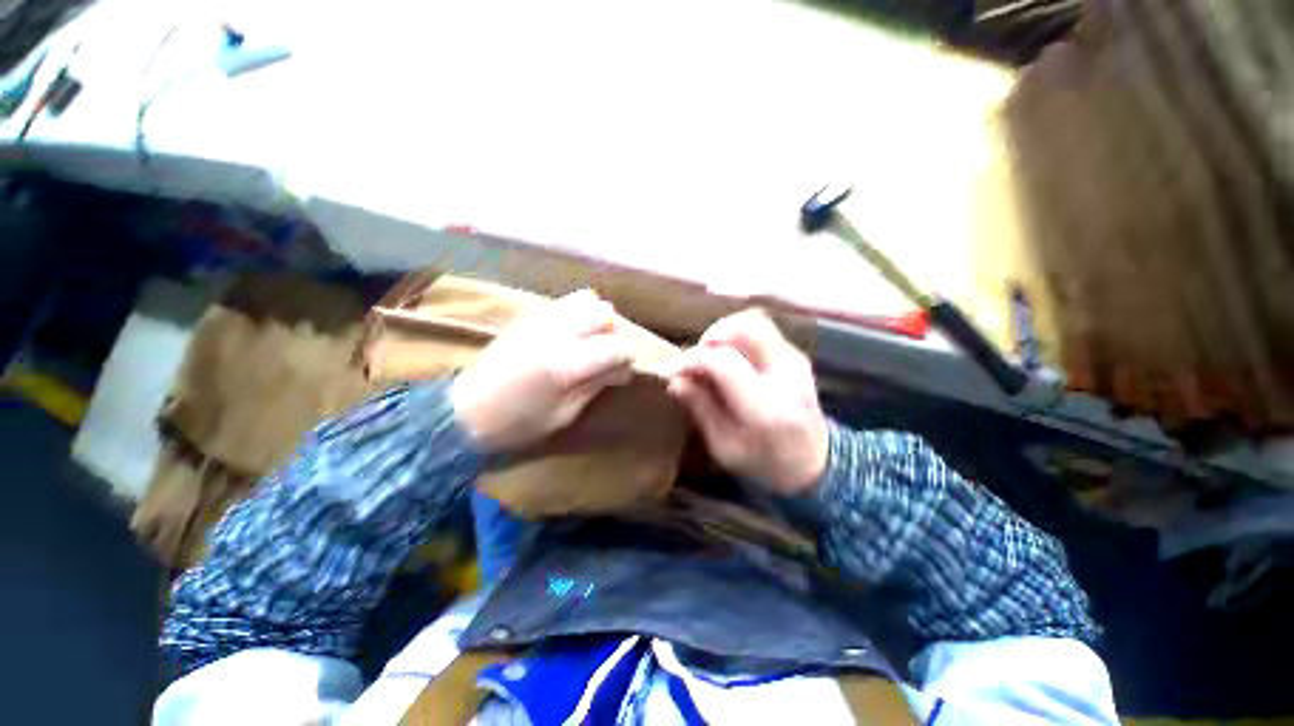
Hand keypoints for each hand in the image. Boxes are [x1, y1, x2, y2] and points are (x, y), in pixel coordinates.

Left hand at [451, 290, 634, 451]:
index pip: (615, 347)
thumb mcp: (564, 415)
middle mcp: (555, 332)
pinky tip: (574, 333)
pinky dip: (580, 312)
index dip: (627, 358)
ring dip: (599, 318)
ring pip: (587, 299)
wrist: (464, 412)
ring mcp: (540, 318)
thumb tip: (621, 369)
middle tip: (609, 355)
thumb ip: (596, 385)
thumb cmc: (516, 424)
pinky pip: (566, 301)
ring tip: (593, 339)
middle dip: (616, 333)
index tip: (624, 372)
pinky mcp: (528, 315)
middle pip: (604, 314)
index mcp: (564, 363)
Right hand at [667, 309, 827, 494]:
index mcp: (766, 408)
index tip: (671, 369)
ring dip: (724, 332)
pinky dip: (737, 335)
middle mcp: (786, 375)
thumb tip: (675, 380)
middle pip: (745, 328)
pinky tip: (727, 357)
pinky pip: (761, 329)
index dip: (692, 360)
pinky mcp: (795, 354)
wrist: (813, 461)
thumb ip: (701, 409)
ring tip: (709, 355)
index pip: (723, 363)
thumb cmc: (765, 462)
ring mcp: (795, 360)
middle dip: (711, 336)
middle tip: (694, 357)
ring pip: (754, 321)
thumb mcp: (724, 447)